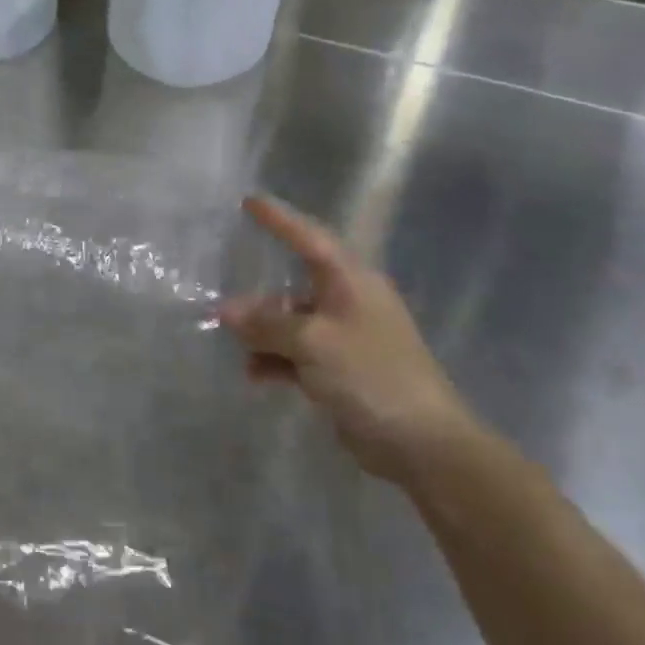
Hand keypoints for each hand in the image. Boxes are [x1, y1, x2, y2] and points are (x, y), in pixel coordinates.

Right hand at [219, 195, 478, 485]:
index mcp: (352, 283)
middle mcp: (349, 303)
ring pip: (292, 325)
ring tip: (238, 349)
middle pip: (294, 289)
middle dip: (259, 301)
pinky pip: (298, 354)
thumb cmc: (371, 376)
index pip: (310, 239)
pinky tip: (255, 375)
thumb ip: (267, 324)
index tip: (249, 201)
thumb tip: (225, 312)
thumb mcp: (313, 342)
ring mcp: (346, 338)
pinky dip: (276, 361)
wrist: (422, 443)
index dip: (280, 220)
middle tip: (223, 310)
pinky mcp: (341, 371)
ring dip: (264, 335)